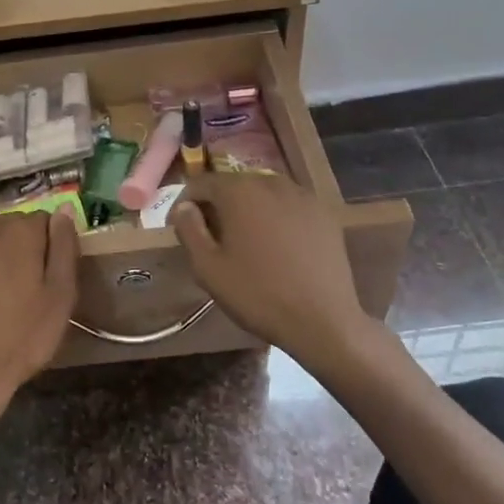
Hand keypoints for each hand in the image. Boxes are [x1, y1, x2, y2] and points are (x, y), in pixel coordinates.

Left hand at [0, 209, 78, 418]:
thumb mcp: (61, 295)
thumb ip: (64, 245)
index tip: (46, 275)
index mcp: (21, 230)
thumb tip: (65, 209)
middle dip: (18, 247)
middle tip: (21, 287)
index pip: (43, 220)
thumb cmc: (23, 337)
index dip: (48, 246)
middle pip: (10, 225)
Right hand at [171, 175, 369, 367]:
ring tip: (244, 242)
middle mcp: (272, 182)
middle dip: (217, 205)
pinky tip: (276, 247)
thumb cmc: (257, 294)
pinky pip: (289, 207)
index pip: (201, 183)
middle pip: (234, 185)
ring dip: (248, 210)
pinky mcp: (324, 214)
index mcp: (239, 190)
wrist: (323, 321)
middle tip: (210, 237)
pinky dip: (275, 218)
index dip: (184, 203)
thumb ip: (189, 229)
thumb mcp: (208, 267)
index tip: (179, 228)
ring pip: (263, 194)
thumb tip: (184, 207)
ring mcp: (303, 196)